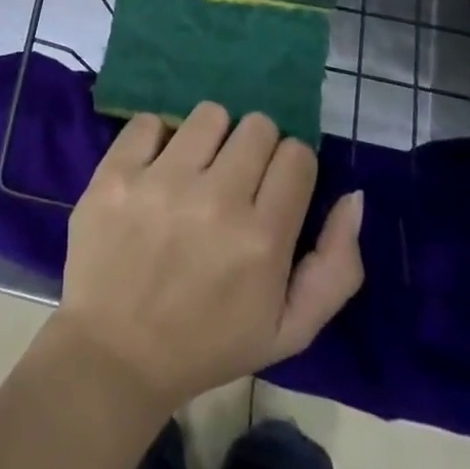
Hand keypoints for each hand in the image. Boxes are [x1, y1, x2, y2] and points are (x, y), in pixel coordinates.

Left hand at [49, 103, 364, 416]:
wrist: (115, 354)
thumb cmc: (208, 343)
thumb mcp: (290, 330)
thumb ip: (336, 267)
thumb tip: (354, 196)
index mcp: (263, 240)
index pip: (298, 155)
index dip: (291, 167)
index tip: (274, 188)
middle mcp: (216, 199)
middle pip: (257, 125)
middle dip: (255, 148)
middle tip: (235, 179)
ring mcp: (161, 181)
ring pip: (209, 114)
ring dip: (210, 137)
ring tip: (195, 170)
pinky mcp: (117, 172)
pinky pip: (150, 120)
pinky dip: (156, 138)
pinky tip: (155, 170)